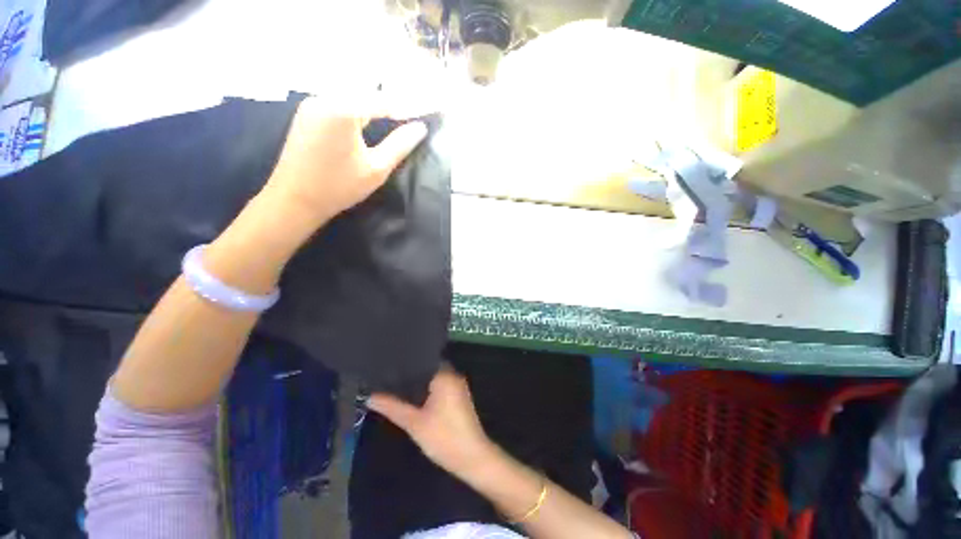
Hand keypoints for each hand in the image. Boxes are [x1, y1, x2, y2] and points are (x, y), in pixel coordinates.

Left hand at [260, 97, 427, 232]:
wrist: (294, 199)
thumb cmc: (339, 187)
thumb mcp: (376, 169)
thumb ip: (400, 145)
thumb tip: (420, 128)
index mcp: (342, 109)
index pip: (383, 100)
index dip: (406, 106)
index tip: (423, 116)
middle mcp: (324, 97)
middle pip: (365, 93)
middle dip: (389, 103)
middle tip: (410, 117)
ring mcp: (312, 103)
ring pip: (351, 96)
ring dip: (372, 105)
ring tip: (394, 117)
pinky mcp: (307, 113)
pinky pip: (338, 102)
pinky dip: (357, 108)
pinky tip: (367, 120)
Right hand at [368, 368, 495, 477]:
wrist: (472, 458)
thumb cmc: (444, 437)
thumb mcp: (414, 423)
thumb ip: (393, 407)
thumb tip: (370, 396)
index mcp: (445, 376)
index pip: (423, 360)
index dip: (405, 364)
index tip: (388, 366)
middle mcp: (453, 376)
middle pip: (428, 370)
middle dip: (410, 375)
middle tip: (387, 378)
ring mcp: (457, 387)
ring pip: (433, 379)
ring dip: (418, 384)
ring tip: (395, 387)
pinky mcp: (458, 398)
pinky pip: (439, 388)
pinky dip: (427, 391)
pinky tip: (412, 399)